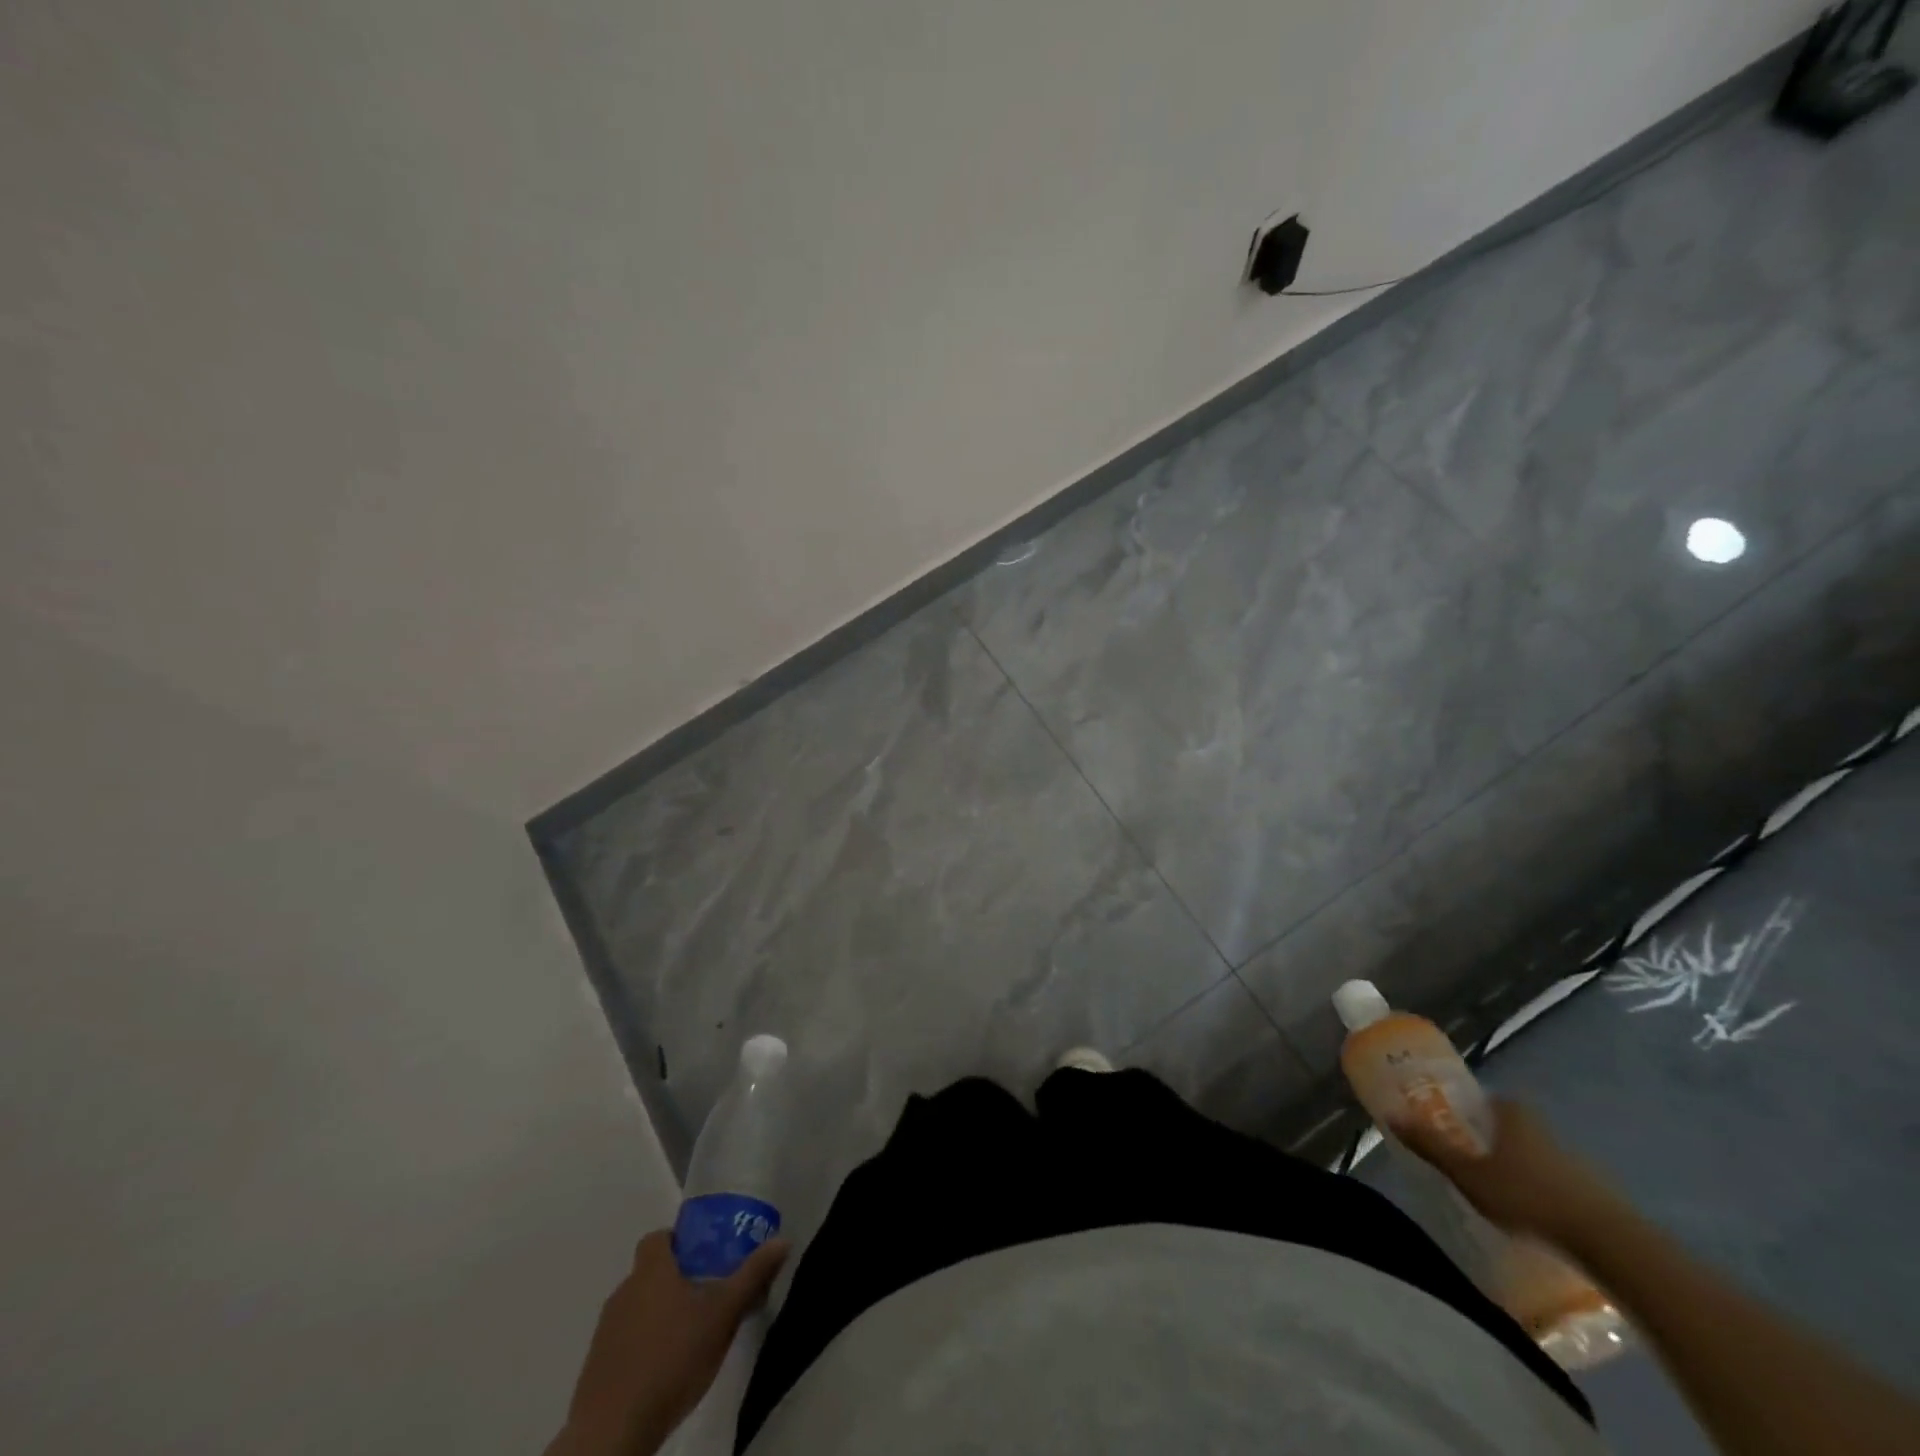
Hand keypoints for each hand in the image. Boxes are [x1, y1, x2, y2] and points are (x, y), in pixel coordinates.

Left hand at [547, 1231, 789, 1455]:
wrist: (613, 1431)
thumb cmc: (672, 1358)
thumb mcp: (723, 1315)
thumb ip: (752, 1276)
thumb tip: (783, 1241)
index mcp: (651, 1270)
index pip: (659, 1238)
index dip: (680, 1241)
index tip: (704, 1256)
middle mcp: (624, 1291)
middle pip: (651, 1272)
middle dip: (677, 1280)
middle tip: (708, 1296)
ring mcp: (606, 1330)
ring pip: (639, 1307)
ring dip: (661, 1313)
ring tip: (691, 1335)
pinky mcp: (597, 1366)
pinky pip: (626, 1340)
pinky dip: (644, 1345)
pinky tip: (666, 1367)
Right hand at [1391, 1097, 1619, 1245]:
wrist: (1611, 1243)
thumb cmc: (1528, 1197)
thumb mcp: (1469, 1174)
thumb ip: (1431, 1146)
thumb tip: (1391, 1114)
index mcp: (1513, 1115)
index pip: (1487, 1100)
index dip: (1469, 1110)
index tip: (1454, 1126)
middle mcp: (1544, 1129)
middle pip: (1511, 1127)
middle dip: (1493, 1141)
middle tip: (1471, 1162)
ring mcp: (1575, 1161)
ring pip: (1537, 1156)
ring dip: (1520, 1169)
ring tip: (1501, 1195)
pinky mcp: (1597, 1193)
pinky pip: (1559, 1184)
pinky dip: (1544, 1193)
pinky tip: (1535, 1216)